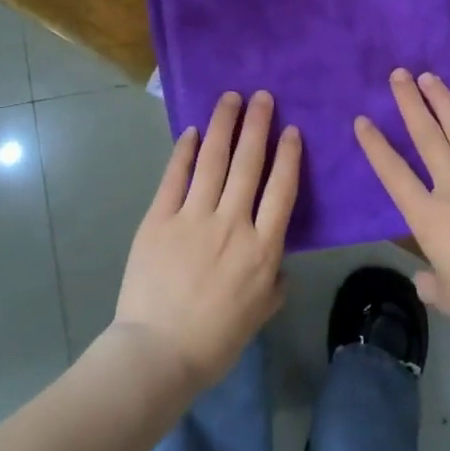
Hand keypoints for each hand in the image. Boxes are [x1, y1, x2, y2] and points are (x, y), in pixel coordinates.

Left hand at [112, 90, 298, 390]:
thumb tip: (278, 262)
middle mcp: (232, 223)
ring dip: (224, 125)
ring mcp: (193, 218)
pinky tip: (193, 132)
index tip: (291, 130)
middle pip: (248, 163)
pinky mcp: (160, 219)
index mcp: (262, 248)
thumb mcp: (259, 313)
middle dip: (257, 125)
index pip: (281, 189)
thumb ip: (274, 282)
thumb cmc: (215, 340)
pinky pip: (175, 177)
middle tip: (261, 96)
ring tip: (231, 98)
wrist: (157, 353)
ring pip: (214, 160)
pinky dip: (185, 152)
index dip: (288, 155)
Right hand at [356, 70, 449, 349]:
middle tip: (399, 74)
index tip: (362, 120)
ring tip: (430, 77)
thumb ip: (434, 285)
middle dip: (410, 103)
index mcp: (430, 218)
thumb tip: (424, 280)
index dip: (375, 146)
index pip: (394, 174)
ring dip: (444, 103)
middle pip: (428, 137)